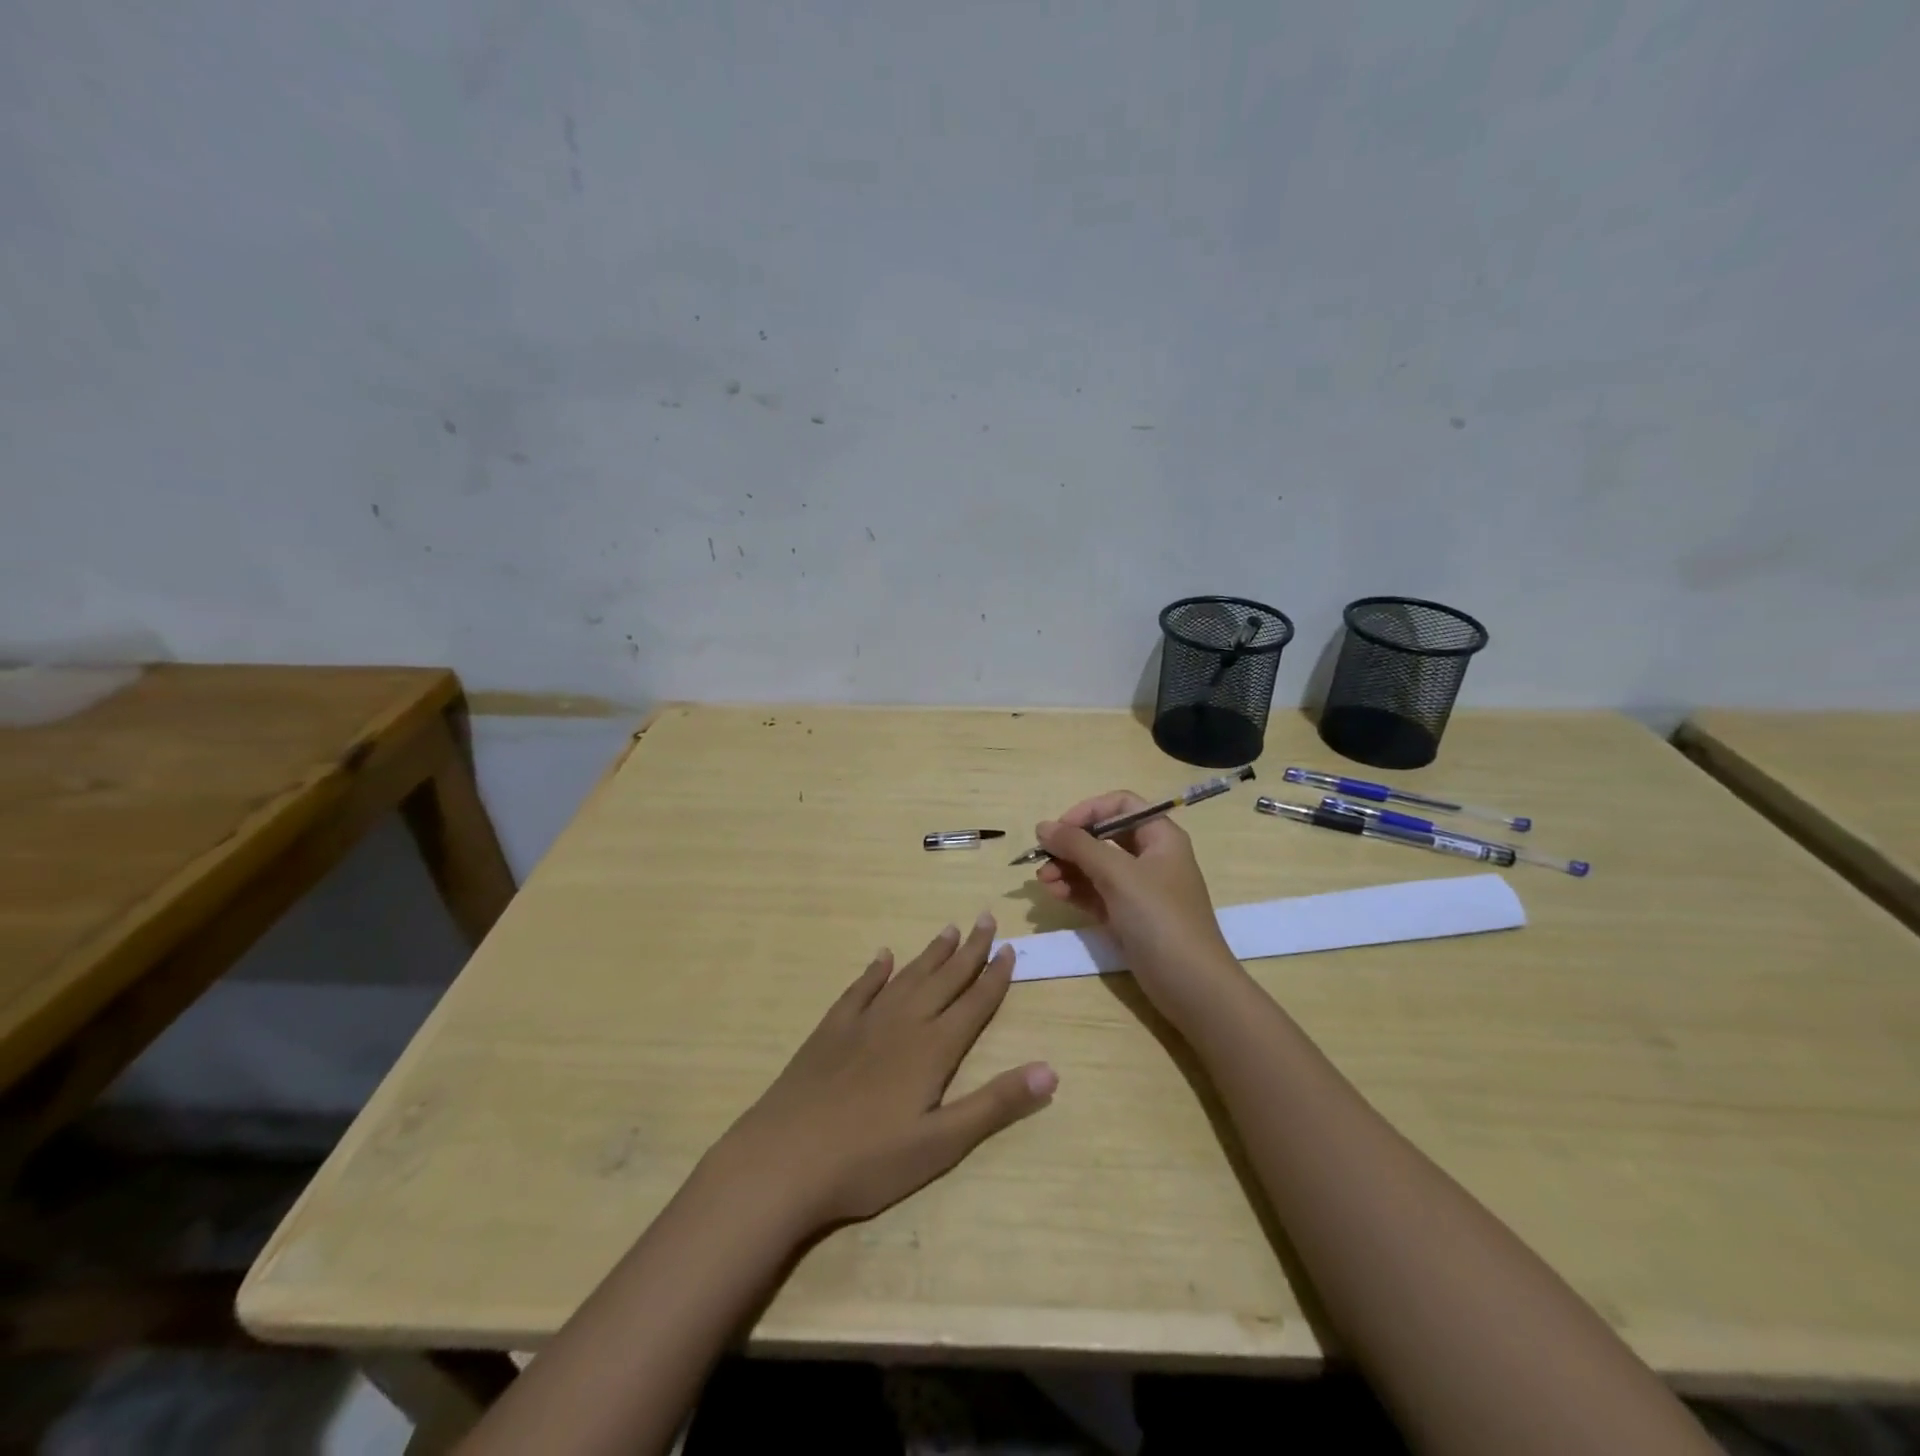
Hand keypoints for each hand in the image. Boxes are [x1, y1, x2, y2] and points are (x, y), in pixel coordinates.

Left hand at [714, 915, 1055, 1233]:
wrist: (783, 1159)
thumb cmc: (868, 1161)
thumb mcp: (942, 1144)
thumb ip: (995, 1104)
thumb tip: (1051, 1069)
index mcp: (933, 1049)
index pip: (973, 1004)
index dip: (994, 977)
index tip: (1010, 948)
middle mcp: (903, 1023)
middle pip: (944, 979)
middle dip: (969, 950)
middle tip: (987, 918)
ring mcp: (863, 1023)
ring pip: (907, 977)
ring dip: (931, 954)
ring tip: (949, 929)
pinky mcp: (830, 1030)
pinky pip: (860, 989)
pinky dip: (875, 971)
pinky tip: (883, 957)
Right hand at [1033, 791, 1243, 1017]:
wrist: (1192, 985)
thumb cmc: (1160, 918)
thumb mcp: (1118, 875)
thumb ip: (1078, 846)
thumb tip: (1043, 826)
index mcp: (1160, 837)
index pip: (1121, 805)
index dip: (1089, 811)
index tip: (1061, 829)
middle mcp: (1150, 858)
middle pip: (1104, 836)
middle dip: (1071, 845)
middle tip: (1042, 858)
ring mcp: (1139, 889)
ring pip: (1096, 867)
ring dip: (1067, 869)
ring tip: (1043, 882)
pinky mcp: (1128, 917)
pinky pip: (1096, 893)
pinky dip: (1075, 891)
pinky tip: (1055, 894)